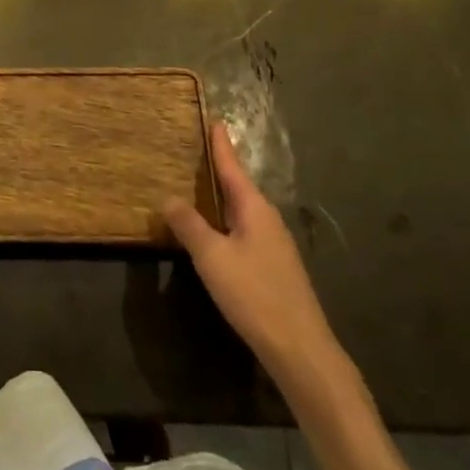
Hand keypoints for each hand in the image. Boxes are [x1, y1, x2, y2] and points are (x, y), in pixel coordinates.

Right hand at [163, 122, 337, 382]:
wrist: (301, 350)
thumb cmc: (254, 294)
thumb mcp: (212, 257)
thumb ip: (189, 225)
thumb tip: (168, 198)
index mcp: (254, 208)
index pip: (232, 166)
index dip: (221, 145)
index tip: (216, 120)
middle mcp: (267, 219)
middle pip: (239, 186)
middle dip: (220, 168)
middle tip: (198, 149)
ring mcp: (274, 245)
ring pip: (243, 210)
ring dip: (222, 196)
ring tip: (200, 185)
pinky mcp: (275, 267)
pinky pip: (245, 229)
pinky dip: (227, 220)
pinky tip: (216, 231)